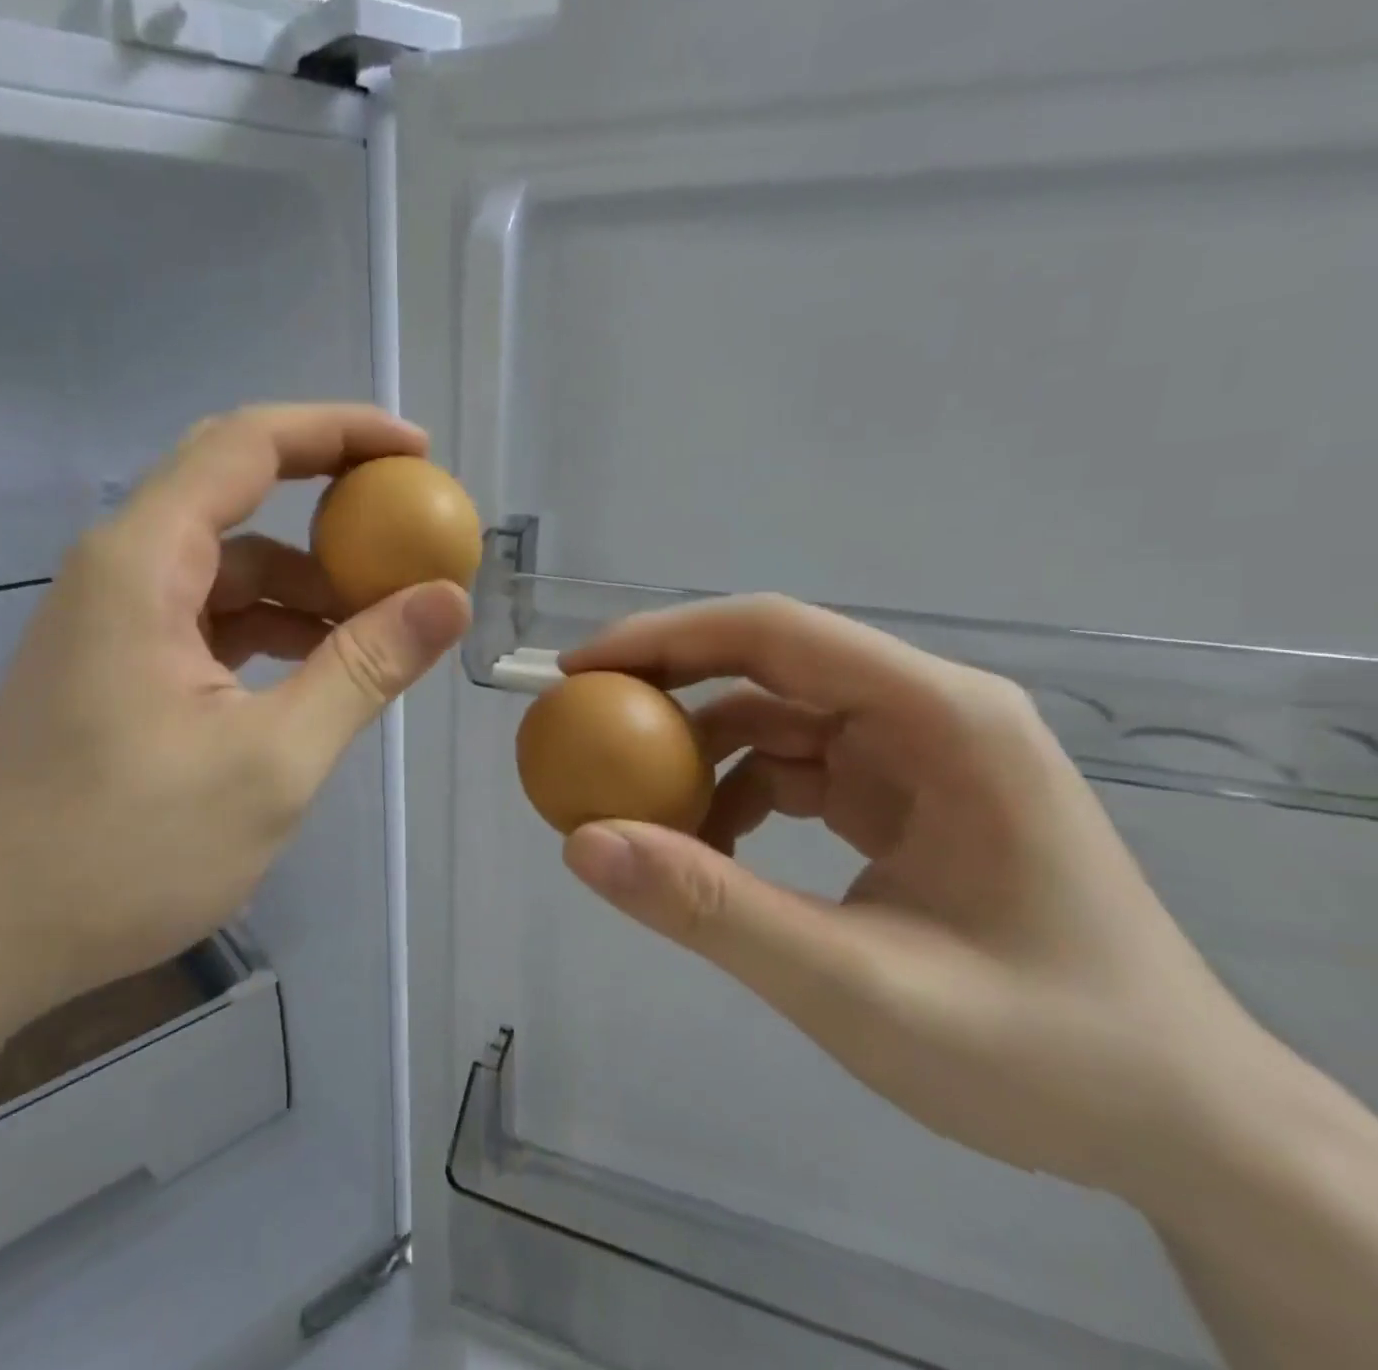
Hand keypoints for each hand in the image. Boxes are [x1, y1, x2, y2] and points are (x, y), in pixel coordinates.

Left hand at [0, 404, 469, 1037]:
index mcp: (142, 563)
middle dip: (328, 491)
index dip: (339, 432)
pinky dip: (272, 623)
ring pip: (227, 560)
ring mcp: (113, 616)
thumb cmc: (126, 852)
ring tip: (382, 616)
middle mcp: (120, 567)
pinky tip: (321, 664)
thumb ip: (364, 669)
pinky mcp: (117, 661)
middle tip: (407, 516)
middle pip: (234, 486)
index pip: (248, 445)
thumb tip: (447, 599)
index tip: (416, 451)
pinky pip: (210, 612)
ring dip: (305, 576)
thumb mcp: (272, 761)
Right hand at [560, 596, 1266, 1201]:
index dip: (663, 639)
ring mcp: (915, 754)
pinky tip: (706, 850)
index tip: (579, 672)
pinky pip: (790, 767)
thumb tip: (582, 842)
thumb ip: (712, 910)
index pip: (776, 632)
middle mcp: (927, 713)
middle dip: (667, 688)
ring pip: (771, 717)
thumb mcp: (858, 989)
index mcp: (942, 719)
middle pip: (767, 662)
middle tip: (583, 729)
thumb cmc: (1045, 1054)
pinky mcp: (900, 796)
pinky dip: (731, 796)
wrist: (1182, 1129)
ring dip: (695, 755)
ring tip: (638, 812)